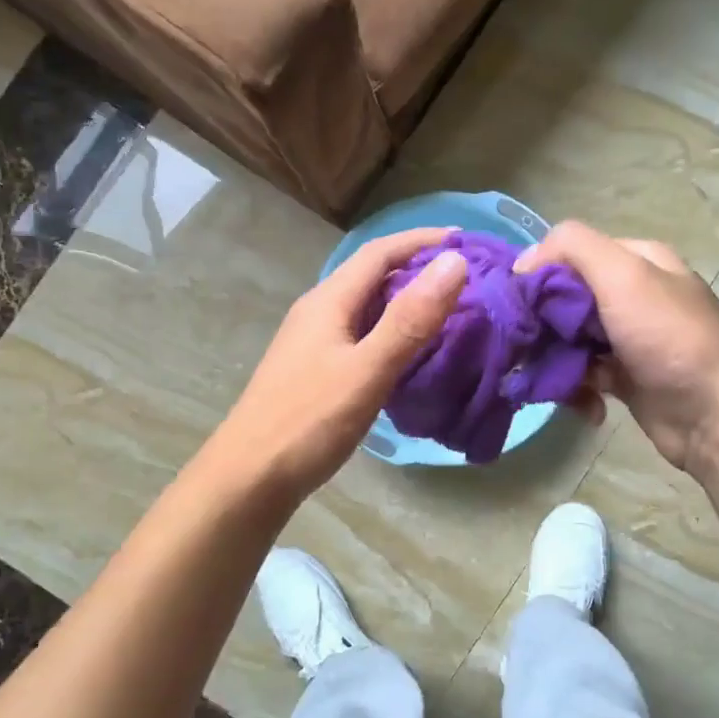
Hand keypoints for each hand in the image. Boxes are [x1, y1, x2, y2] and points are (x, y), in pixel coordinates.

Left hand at [215, 227, 467, 503]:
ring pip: (367, 307)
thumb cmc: (308, 422)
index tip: (467, 240)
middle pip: (372, 275)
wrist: (250, 477)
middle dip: (418, 268)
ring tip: (450, 311)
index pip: (380, 252)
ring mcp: (313, 342)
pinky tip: (412, 354)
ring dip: (406, 301)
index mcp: (329, 301)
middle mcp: (319, 312)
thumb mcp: (367, 369)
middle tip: (468, 278)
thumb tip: (454, 262)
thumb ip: (410, 319)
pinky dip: (393, 332)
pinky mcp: (315, 371)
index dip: (422, 240)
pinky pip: (362, 335)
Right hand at [514, 222, 718, 475]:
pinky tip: (578, 401)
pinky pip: (584, 373)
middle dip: (542, 321)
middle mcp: (633, 294)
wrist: (716, 415)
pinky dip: (574, 386)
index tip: (515, 302)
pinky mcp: (625, 377)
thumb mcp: (623, 275)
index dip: (539, 273)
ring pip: (570, 338)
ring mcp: (630, 338)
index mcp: (637, 260)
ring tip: (542, 378)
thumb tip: (523, 262)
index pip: (571, 253)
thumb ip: (573, 248)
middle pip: (566, 297)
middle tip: (523, 345)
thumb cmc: (669, 338)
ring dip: (553, 358)